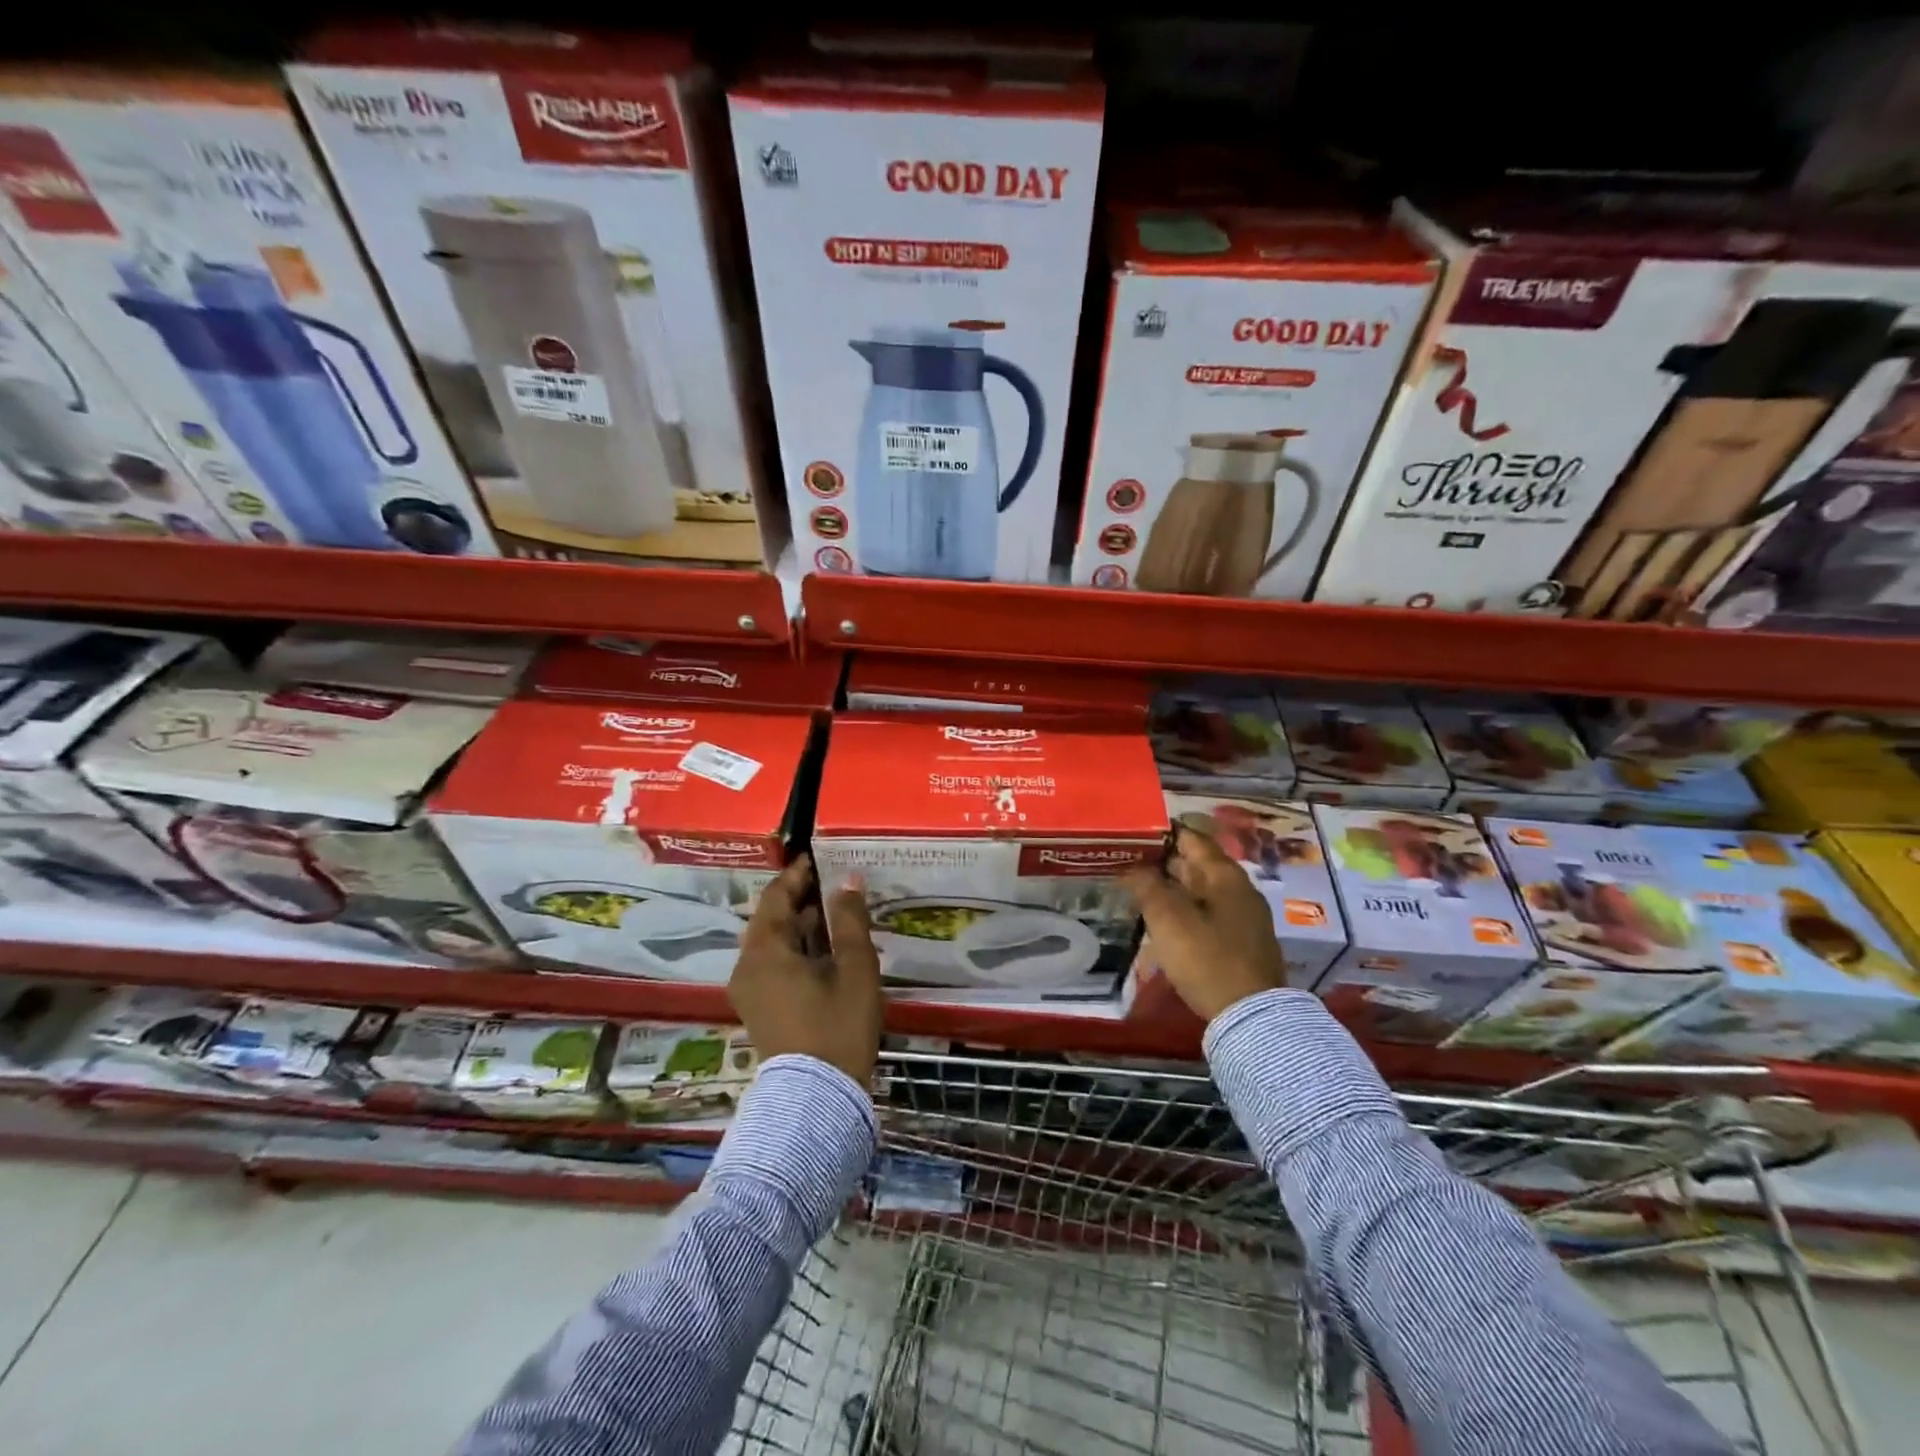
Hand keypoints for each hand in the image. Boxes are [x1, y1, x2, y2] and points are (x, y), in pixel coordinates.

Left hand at [730, 854, 882, 1084]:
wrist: (817, 1098)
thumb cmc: (837, 1025)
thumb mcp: (854, 968)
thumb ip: (850, 920)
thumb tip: (848, 881)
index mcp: (764, 950)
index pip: (775, 897)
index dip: (797, 875)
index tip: (817, 858)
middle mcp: (747, 966)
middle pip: (771, 920)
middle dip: (800, 900)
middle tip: (832, 882)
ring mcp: (749, 990)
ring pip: (772, 944)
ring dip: (800, 926)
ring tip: (834, 912)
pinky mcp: (759, 1009)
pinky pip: (773, 965)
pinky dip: (796, 949)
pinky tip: (824, 949)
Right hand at [1123, 827, 1285, 1021]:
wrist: (1251, 1016)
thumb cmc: (1207, 959)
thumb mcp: (1168, 920)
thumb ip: (1147, 886)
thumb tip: (1132, 865)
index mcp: (1224, 874)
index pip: (1190, 837)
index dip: (1160, 833)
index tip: (1131, 834)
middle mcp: (1238, 888)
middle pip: (1196, 863)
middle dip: (1161, 861)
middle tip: (1126, 862)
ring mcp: (1242, 915)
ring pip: (1200, 889)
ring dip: (1170, 887)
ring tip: (1136, 890)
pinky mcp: (1240, 940)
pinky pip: (1206, 911)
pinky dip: (1183, 908)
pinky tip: (1162, 920)